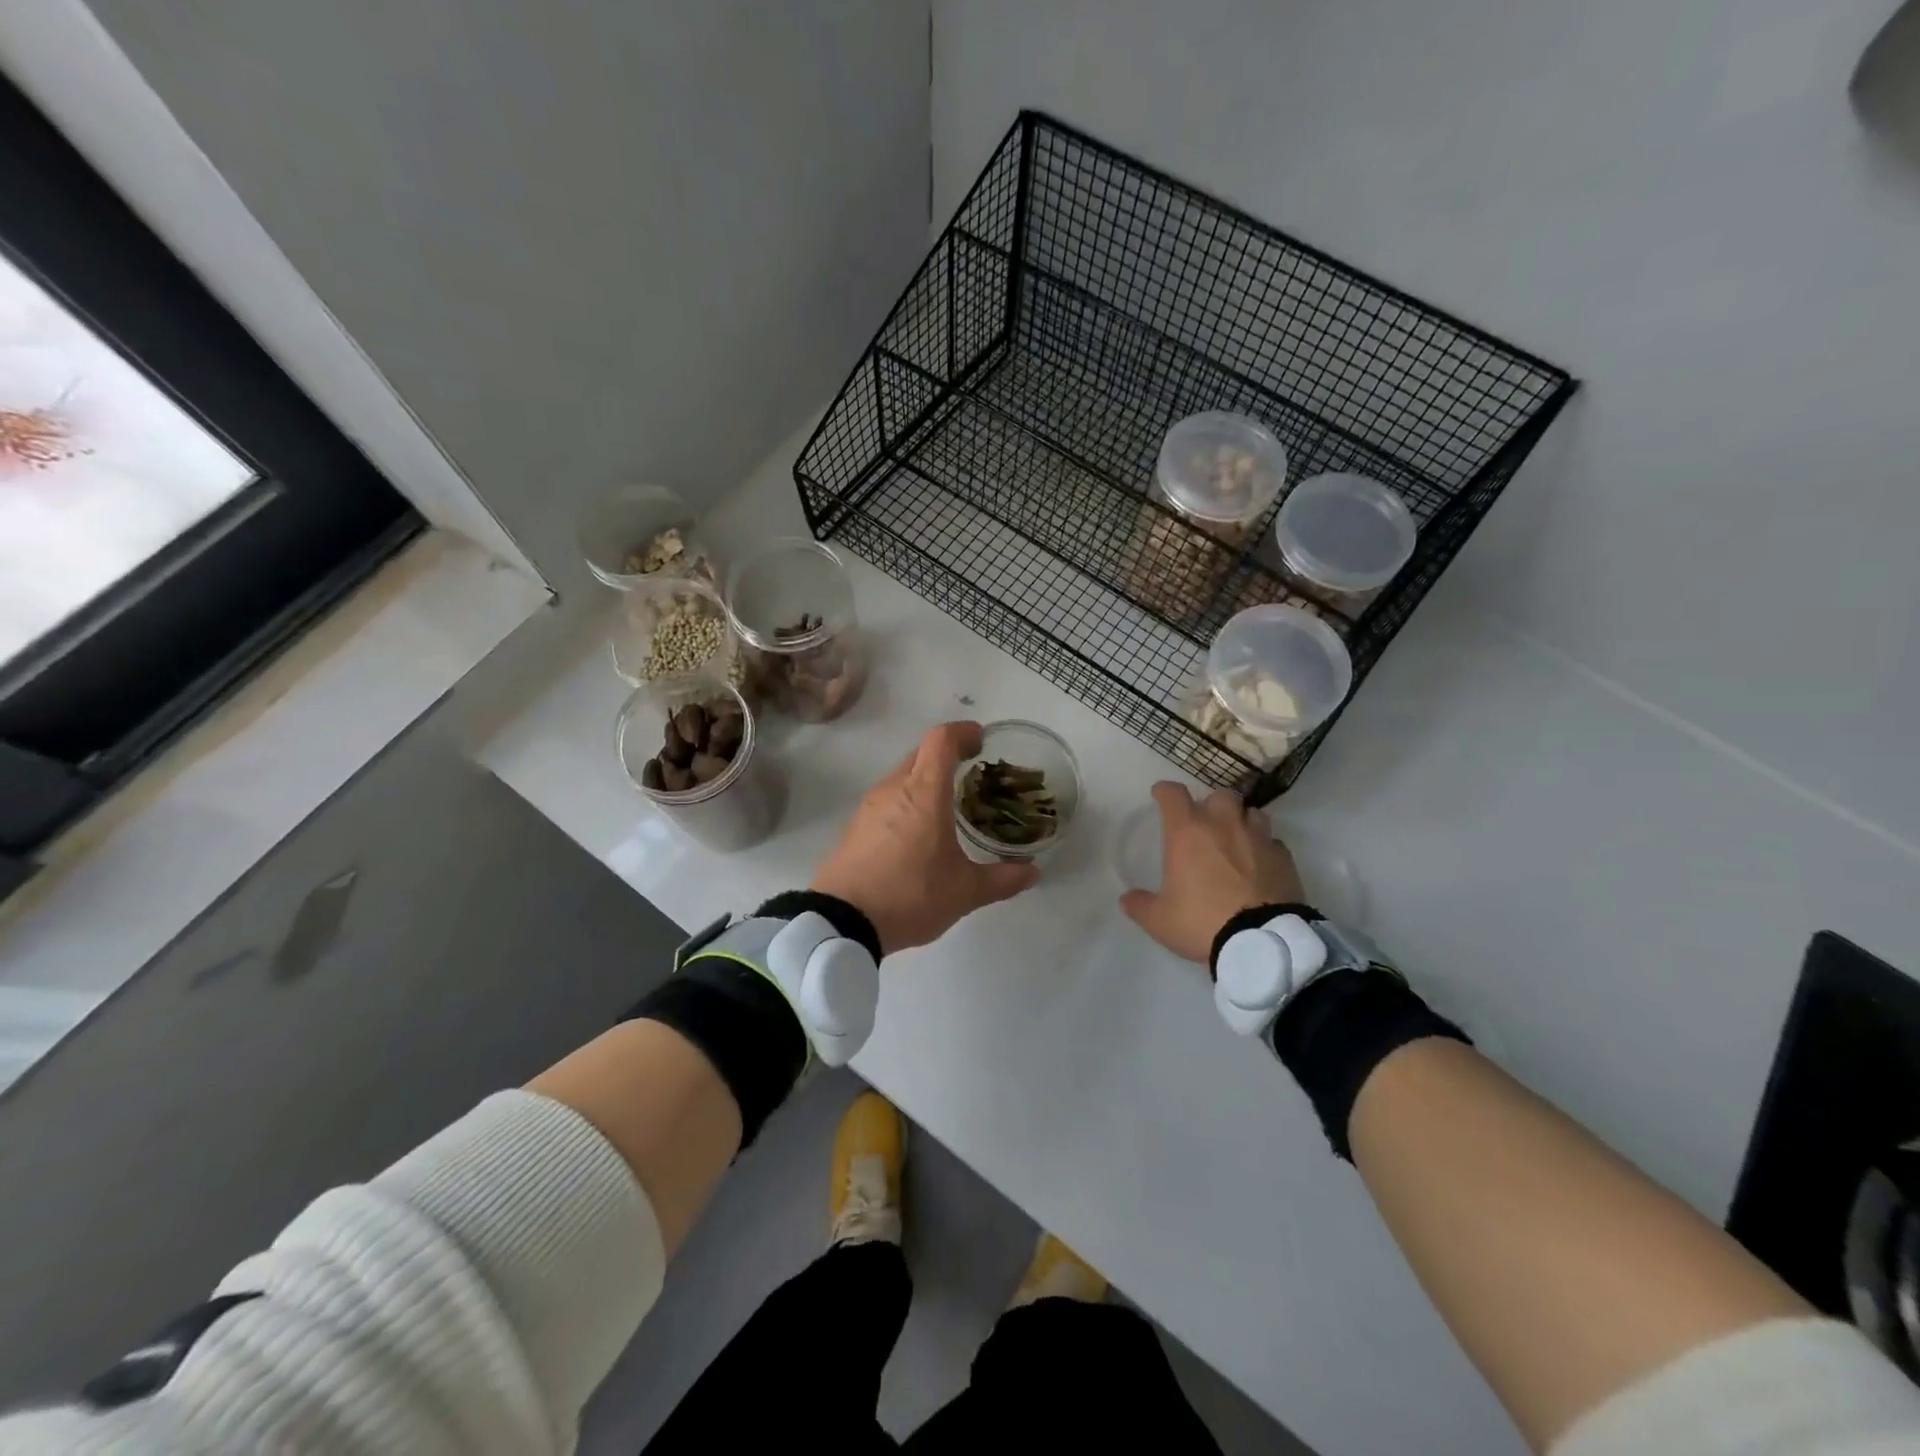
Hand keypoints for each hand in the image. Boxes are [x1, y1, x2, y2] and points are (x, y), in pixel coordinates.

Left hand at [811, 721, 1039, 955]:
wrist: (841, 921)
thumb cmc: (910, 895)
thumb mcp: (964, 891)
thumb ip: (1001, 879)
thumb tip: (1032, 872)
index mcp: (924, 792)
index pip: (941, 740)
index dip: (963, 732)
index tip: (981, 740)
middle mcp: (894, 788)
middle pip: (921, 753)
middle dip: (947, 756)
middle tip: (971, 775)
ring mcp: (870, 806)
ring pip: (902, 776)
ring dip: (926, 780)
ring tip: (948, 806)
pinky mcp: (855, 825)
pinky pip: (887, 799)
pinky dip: (907, 801)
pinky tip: (918, 832)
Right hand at [1119, 781, 1304, 963]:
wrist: (1262, 941)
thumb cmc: (1202, 921)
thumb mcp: (1160, 920)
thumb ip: (1140, 905)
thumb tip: (1126, 899)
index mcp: (1187, 832)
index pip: (1173, 794)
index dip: (1165, 792)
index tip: (1160, 796)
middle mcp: (1223, 825)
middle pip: (1219, 795)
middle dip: (1211, 804)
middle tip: (1205, 823)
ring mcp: (1258, 838)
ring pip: (1252, 813)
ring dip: (1242, 821)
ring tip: (1236, 840)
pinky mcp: (1285, 858)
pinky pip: (1273, 842)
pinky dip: (1264, 848)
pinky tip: (1261, 865)